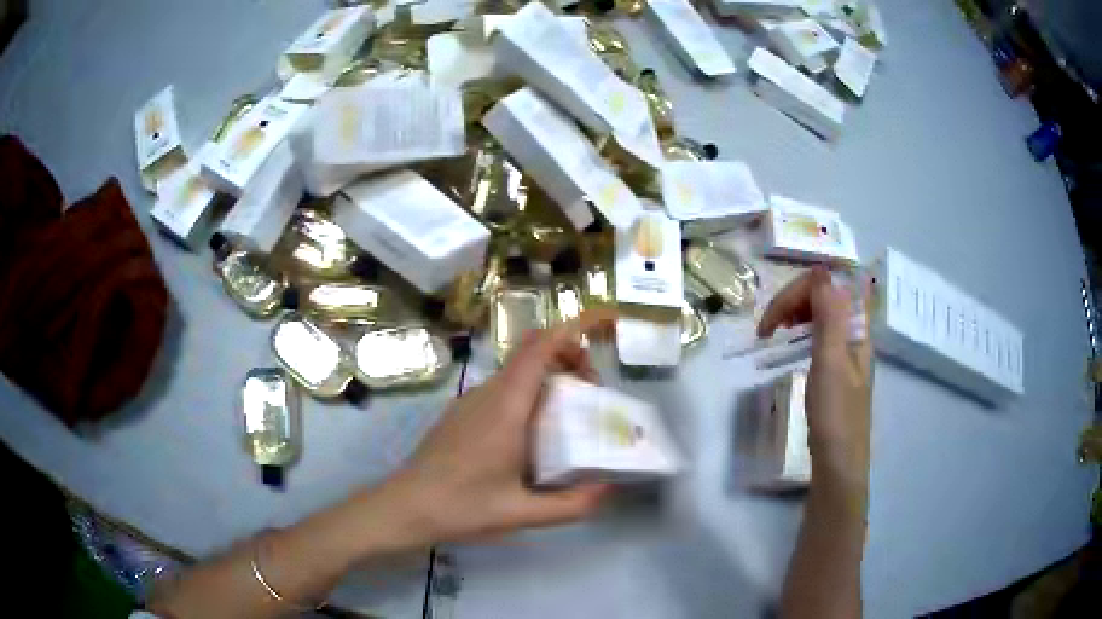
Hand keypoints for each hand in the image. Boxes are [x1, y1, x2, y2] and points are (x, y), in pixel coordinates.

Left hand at [384, 310, 615, 544]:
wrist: (405, 507)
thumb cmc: (463, 507)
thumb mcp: (522, 513)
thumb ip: (571, 504)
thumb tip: (607, 488)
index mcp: (506, 406)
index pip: (538, 347)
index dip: (570, 335)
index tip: (596, 354)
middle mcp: (487, 393)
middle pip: (530, 354)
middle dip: (566, 361)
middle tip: (590, 395)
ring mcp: (469, 401)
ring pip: (515, 373)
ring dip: (546, 381)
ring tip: (567, 419)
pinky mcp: (459, 413)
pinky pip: (500, 390)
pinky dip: (526, 396)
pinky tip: (530, 437)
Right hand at [757, 267, 872, 491]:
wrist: (838, 462)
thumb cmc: (835, 414)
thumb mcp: (831, 362)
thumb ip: (830, 314)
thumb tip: (821, 269)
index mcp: (857, 326)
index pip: (831, 281)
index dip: (801, 289)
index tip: (775, 318)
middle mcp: (854, 330)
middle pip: (825, 291)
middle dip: (794, 300)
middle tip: (768, 328)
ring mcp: (845, 347)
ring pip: (820, 310)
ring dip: (794, 313)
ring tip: (773, 333)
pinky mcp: (835, 363)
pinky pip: (818, 330)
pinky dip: (799, 329)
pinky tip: (788, 344)